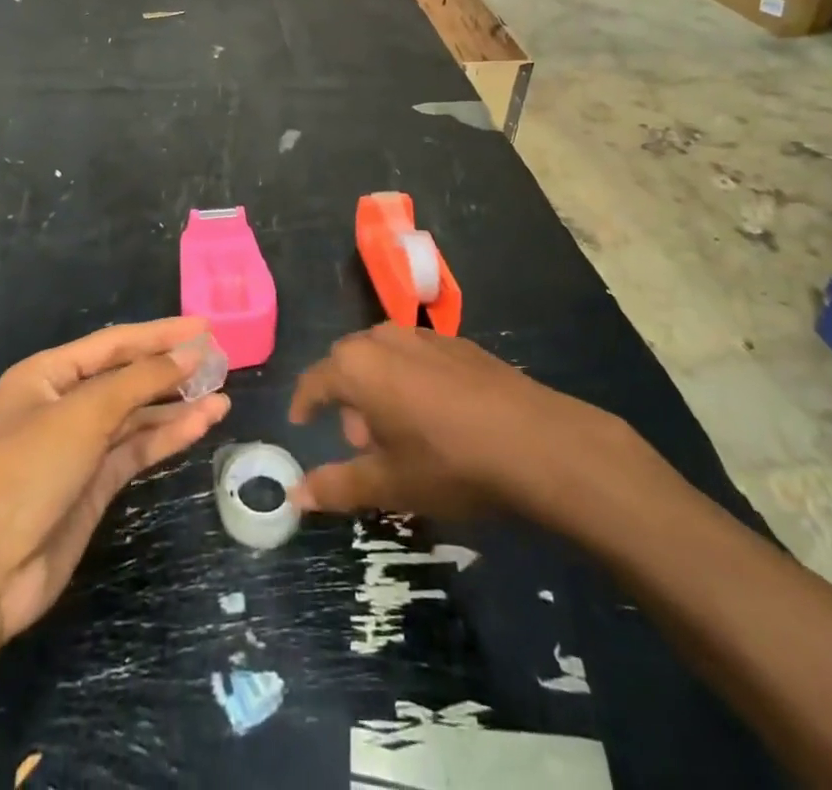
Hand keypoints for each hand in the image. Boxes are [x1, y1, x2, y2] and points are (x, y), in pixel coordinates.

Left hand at [0, 317, 228, 638]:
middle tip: (219, 360)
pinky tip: (203, 423)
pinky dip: (168, 437)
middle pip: (126, 378)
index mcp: (46, 376)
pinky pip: (136, 450)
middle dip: (170, 368)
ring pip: (136, 416)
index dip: (160, 334)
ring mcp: (78, 449)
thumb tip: (188, 354)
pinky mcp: (92, 487)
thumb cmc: (23, 471)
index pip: (113, 344)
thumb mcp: (83, 414)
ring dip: (176, 405)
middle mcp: (62, 406)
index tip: (204, 328)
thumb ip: (140, 381)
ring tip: (222, 392)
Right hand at [288, 324, 622, 518]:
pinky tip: (438, 418)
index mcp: (357, 366)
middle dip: (347, 400)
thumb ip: (336, 485)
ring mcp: (425, 335)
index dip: (304, 403)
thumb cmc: (448, 463)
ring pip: (385, 358)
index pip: (315, 381)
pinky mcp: (459, 343)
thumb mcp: (389, 484)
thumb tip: (295, 495)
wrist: (535, 441)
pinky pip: (418, 358)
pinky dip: (412, 382)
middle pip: (350, 364)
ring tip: (401, 434)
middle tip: (361, 442)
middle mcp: (384, 338)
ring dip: (381, 389)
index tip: (301, 422)